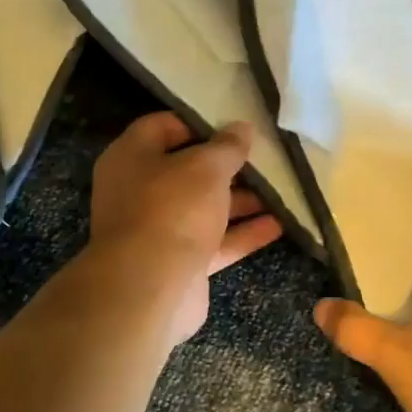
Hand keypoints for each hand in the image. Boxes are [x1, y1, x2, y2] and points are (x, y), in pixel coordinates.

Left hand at [88, 112, 283, 343]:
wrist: (149, 289)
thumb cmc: (172, 209)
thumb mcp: (206, 167)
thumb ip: (228, 147)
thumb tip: (242, 128)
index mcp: (132, 157)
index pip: (162, 126)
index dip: (198, 122)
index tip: (233, 123)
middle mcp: (139, 191)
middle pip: (187, 170)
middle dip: (226, 166)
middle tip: (264, 157)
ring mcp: (159, 229)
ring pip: (203, 208)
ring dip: (240, 201)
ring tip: (279, 190)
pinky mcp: (179, 262)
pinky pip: (215, 241)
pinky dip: (242, 233)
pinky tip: (279, 224)